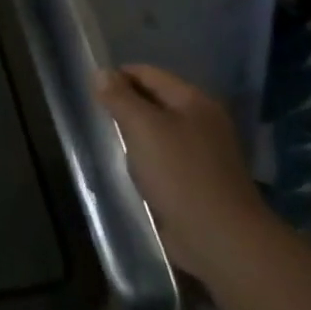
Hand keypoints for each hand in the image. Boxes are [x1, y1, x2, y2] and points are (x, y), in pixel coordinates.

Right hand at [97, 64, 271, 282]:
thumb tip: (100, 72)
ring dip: (132, 135)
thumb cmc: (180, 174)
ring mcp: (202, 151)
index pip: (147, 73)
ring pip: (156, 130)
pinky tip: (127, 168)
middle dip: (124, 106)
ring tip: (108, 144)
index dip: (117, 78)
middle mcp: (201, 120)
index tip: (90, 94)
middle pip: (153, 100)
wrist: (220, 237)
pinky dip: (144, 158)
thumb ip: (120, 98)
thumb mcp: (142, 128)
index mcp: (194, 100)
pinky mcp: (197, 179)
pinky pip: (162, 157)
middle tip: (96, 120)